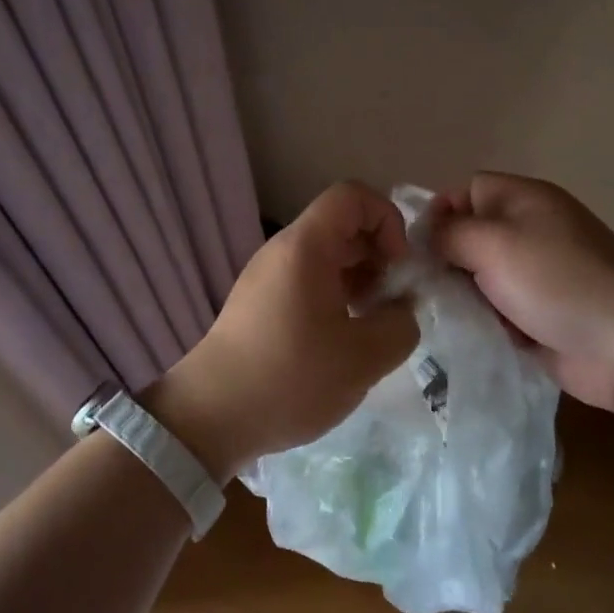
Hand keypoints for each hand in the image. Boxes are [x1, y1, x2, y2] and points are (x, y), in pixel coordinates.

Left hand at [144, 182, 419, 480]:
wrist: (212, 416)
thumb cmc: (291, 378)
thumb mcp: (365, 357)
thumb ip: (402, 324)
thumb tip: (401, 309)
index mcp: (305, 247)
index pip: (352, 196)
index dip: (387, 219)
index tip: (398, 267)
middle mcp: (282, 251)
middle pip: (341, 226)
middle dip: (378, 256)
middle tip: (393, 303)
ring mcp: (266, 277)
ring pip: (325, 257)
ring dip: (359, 281)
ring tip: (372, 327)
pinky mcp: (259, 304)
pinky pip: (306, 281)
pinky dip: (334, 298)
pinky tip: (343, 341)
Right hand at [432, 172, 613, 410]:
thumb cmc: (556, 282)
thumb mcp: (494, 244)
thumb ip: (450, 233)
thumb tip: (426, 236)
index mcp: (526, 200)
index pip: (468, 190)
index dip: (441, 212)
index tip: (422, 247)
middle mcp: (531, 230)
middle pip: (471, 234)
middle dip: (446, 259)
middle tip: (425, 285)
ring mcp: (536, 274)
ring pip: (478, 275)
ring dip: (461, 293)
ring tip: (442, 312)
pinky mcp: (537, 312)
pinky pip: (494, 307)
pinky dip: (480, 318)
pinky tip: (466, 331)